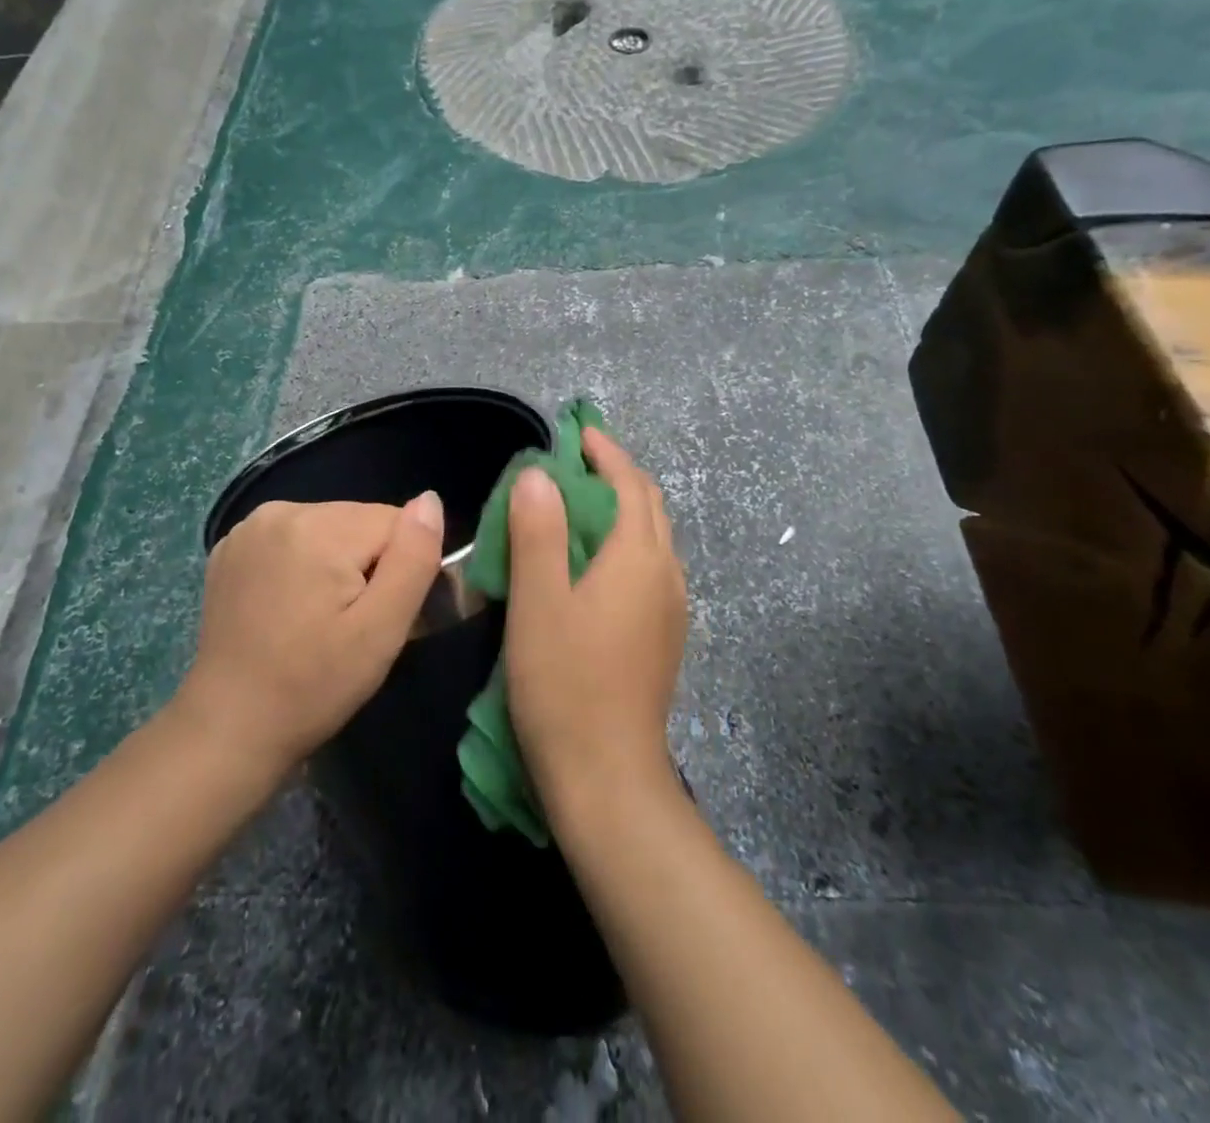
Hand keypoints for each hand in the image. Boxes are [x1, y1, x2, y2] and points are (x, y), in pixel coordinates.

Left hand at [174, 494, 444, 779]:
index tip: (379, 615)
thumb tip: (431, 500)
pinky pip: (294, 539)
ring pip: (330, 528)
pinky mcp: (231, 548)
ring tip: (320, 619)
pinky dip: (303, 565)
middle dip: (369, 564)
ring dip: (338, 563)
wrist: (228, 729)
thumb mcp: (381, 631)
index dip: (400, 568)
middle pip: (361, 521)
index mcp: (320, 527)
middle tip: (351, 624)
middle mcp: (281, 511)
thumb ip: (414, 559)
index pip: (395, 522)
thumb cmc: (313, 686)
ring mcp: (249, 528)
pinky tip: (289, 608)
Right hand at [504, 428, 686, 819]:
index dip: (605, 452)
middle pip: (649, 506)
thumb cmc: (564, 683)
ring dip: (623, 510)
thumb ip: (538, 532)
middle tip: (575, 464)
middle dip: (617, 476)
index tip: (577, 433)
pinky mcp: (665, 637)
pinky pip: (650, 567)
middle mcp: (666, 574)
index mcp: (638, 558)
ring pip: (653, 538)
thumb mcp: (538, 602)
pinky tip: (594, 564)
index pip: (630, 484)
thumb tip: (539, 475)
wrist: (608, 777)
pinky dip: (625, 544)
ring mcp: (671, 609)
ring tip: (580, 507)